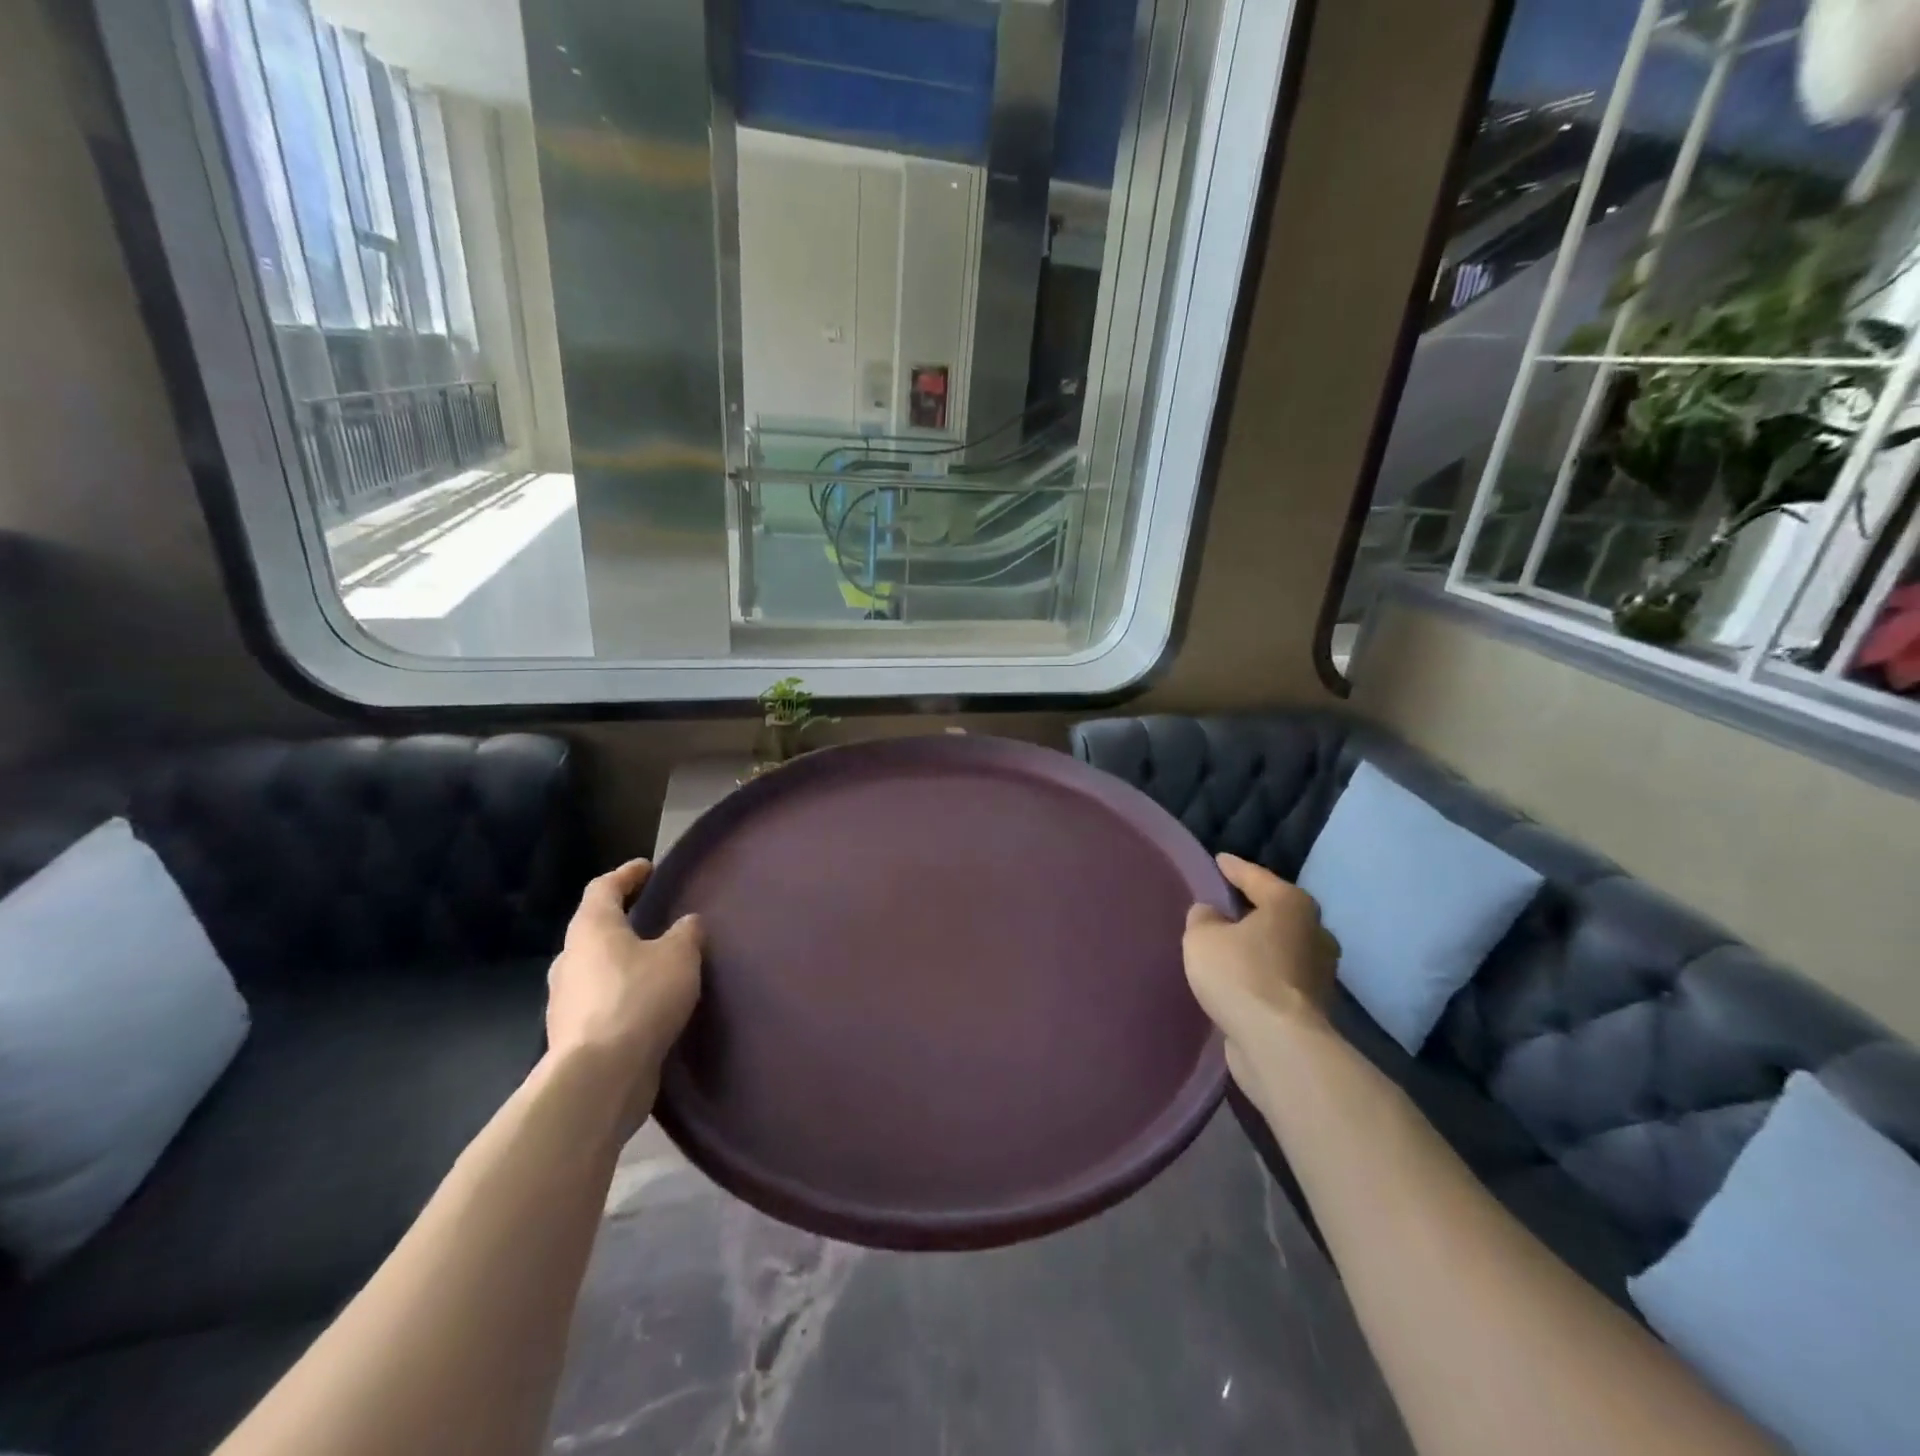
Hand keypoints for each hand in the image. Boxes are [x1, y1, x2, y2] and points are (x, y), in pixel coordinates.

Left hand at [546, 860, 702, 1128]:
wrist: (599, 1077)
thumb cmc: (639, 999)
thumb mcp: (679, 956)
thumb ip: (686, 933)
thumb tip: (686, 924)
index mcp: (592, 929)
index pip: (604, 888)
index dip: (626, 875)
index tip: (647, 868)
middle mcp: (570, 959)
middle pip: (594, 929)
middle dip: (622, 921)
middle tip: (653, 918)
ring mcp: (566, 1000)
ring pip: (595, 968)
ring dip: (622, 962)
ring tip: (656, 965)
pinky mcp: (573, 1036)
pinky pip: (600, 1002)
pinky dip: (622, 996)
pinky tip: (647, 1006)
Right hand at [1184, 854, 1338, 1100]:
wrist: (1278, 1044)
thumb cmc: (1240, 975)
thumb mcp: (1202, 937)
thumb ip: (1203, 918)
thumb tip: (1211, 915)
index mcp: (1291, 904)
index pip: (1255, 876)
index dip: (1233, 868)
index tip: (1219, 860)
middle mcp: (1313, 931)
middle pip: (1276, 911)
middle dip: (1253, 908)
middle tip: (1224, 904)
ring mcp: (1319, 971)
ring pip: (1281, 946)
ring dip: (1259, 945)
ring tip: (1229, 944)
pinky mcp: (1313, 1005)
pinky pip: (1279, 976)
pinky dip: (1262, 973)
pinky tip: (1240, 977)